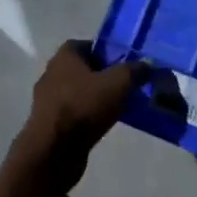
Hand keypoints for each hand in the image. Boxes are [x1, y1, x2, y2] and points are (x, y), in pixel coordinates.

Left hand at [23, 42, 143, 156]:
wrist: (53, 151)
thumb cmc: (83, 108)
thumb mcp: (117, 84)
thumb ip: (134, 71)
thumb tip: (148, 65)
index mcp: (64, 57)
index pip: (87, 44)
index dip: (107, 51)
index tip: (125, 63)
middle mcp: (52, 74)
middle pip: (83, 69)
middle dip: (105, 75)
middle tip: (127, 84)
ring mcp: (48, 100)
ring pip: (79, 92)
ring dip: (97, 97)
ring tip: (120, 105)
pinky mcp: (50, 123)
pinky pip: (75, 112)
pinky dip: (89, 115)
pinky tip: (105, 123)